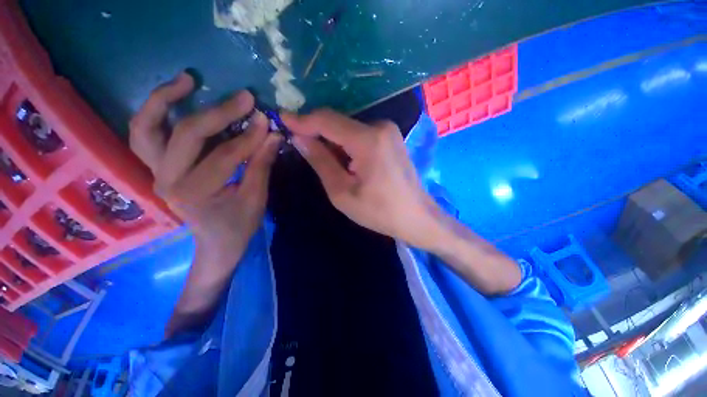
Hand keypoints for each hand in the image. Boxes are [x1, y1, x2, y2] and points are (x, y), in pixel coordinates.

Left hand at [129, 72, 281, 264]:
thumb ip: (262, 165)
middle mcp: (166, 180)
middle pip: (187, 135)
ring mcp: (155, 173)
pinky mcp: (156, 168)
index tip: (266, 120)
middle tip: (245, 98)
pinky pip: (144, 134)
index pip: (224, 156)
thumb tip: (273, 135)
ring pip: (146, 128)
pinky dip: (154, 113)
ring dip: (164, 99)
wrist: (216, 243)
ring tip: (187, 80)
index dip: (248, 137)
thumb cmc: (239, 225)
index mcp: (195, 193)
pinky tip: (172, 97)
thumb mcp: (256, 198)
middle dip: (219, 113)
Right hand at [283, 109, 521, 293]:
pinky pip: (361, 134)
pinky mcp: (391, 138)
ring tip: (326, 162)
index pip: (327, 120)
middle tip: (302, 148)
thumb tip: (300, 137)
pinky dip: (347, 144)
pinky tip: (345, 162)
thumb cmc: (379, 211)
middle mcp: (380, 126)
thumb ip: (320, 161)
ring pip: (349, 128)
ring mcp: (389, 130)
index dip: (303, 119)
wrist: (416, 217)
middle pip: (338, 122)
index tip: (282, 120)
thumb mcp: (342, 192)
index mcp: (367, 139)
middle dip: (318, 133)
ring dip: (333, 141)